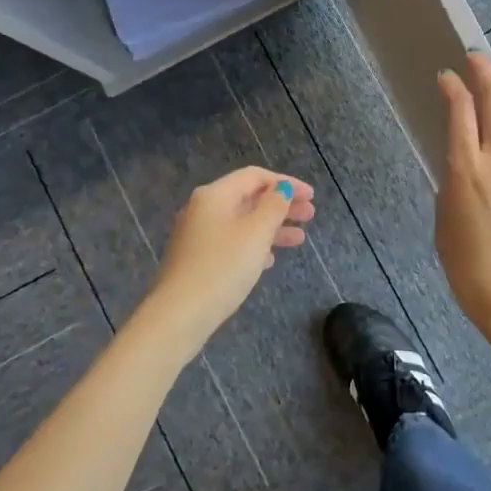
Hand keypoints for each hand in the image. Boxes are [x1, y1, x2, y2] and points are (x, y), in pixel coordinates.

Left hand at [132, 167, 315, 361]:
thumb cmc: (223, 267)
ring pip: (242, 222)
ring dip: (272, 227)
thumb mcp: (256, 233)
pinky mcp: (196, 259)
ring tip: (299, 239)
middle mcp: (203, 209)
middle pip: (248, 198)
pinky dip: (254, 244)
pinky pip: (231, 242)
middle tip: (309, 215)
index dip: (286, 182)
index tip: (310, 196)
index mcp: (215, 195)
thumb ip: (273, 206)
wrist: (179, 314)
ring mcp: (197, 235)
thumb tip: (281, 188)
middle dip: (281, 205)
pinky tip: (270, 259)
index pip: (255, 176)